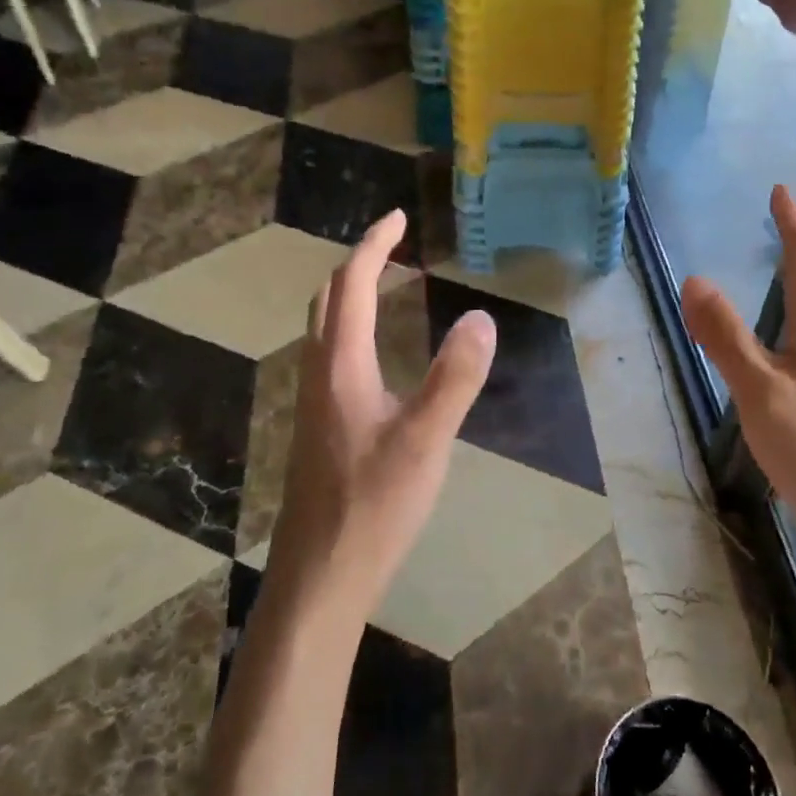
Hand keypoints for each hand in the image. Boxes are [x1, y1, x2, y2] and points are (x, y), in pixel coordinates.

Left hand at [264, 209, 497, 623]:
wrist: (319, 579)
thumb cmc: (372, 506)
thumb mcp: (425, 440)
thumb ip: (455, 378)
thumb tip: (481, 317)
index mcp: (341, 366)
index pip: (352, 285)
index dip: (374, 245)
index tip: (398, 217)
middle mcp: (319, 375)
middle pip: (328, 300)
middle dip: (358, 264)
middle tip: (393, 248)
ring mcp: (313, 404)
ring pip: (325, 330)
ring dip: (351, 297)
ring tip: (387, 288)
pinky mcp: (318, 430)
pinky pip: (331, 357)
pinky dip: (352, 330)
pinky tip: (376, 359)